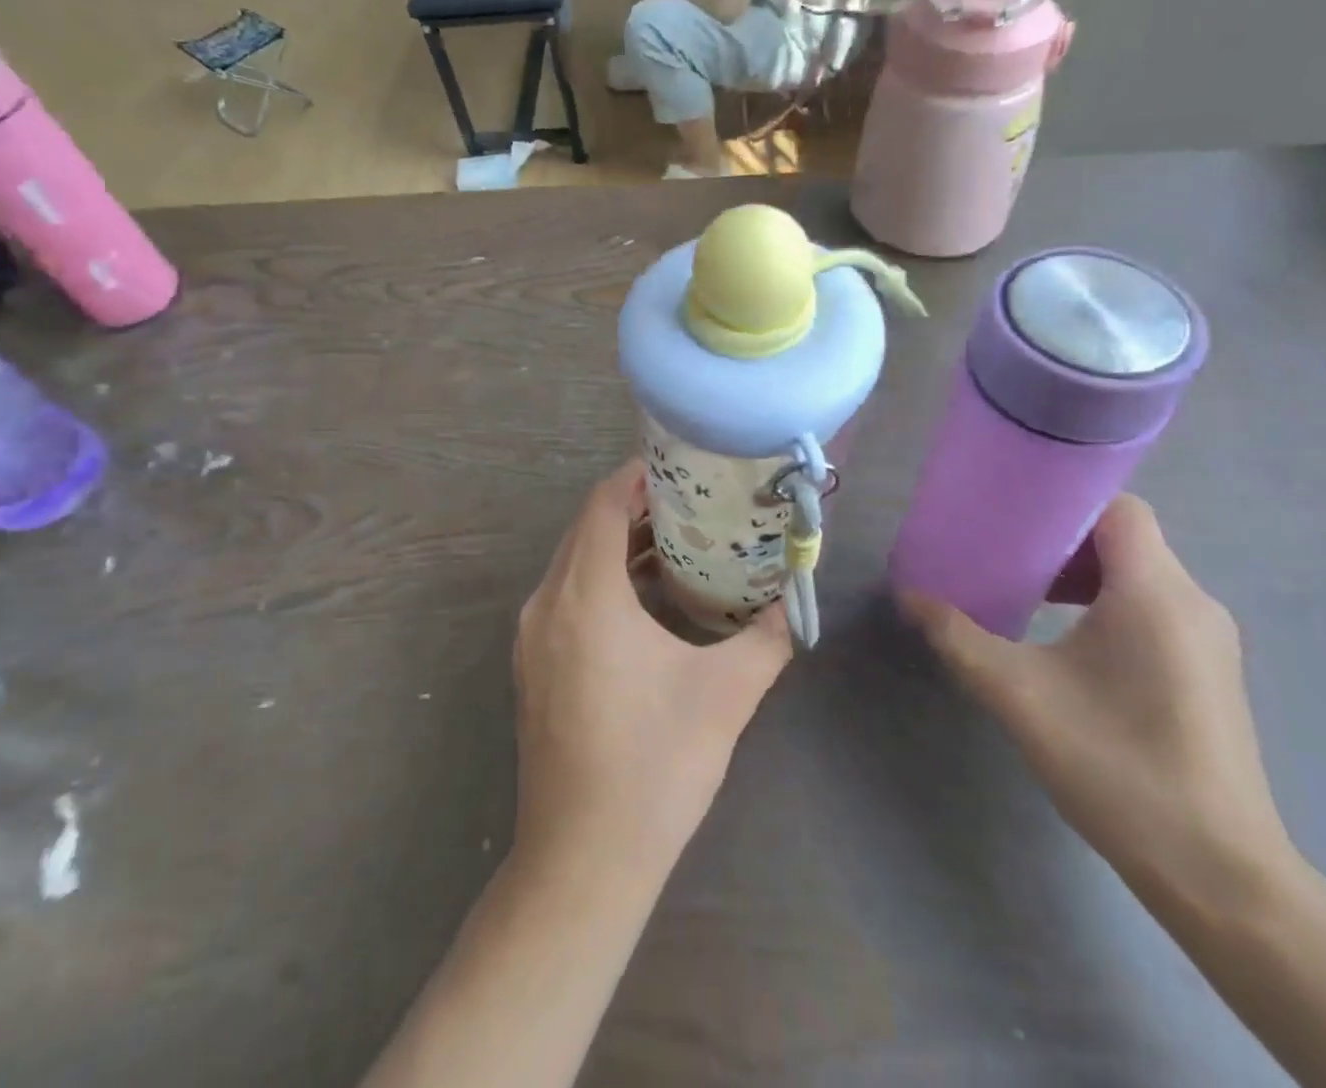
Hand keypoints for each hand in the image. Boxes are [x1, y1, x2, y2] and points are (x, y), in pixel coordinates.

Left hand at [513, 461, 793, 881]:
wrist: (583, 859)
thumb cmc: (655, 766)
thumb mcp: (725, 695)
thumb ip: (766, 639)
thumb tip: (794, 606)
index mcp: (585, 596)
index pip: (603, 505)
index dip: (637, 476)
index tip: (679, 465)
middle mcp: (547, 604)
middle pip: (586, 528)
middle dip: (634, 506)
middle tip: (692, 500)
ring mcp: (532, 636)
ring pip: (574, 563)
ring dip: (618, 545)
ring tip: (678, 541)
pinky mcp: (532, 665)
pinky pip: (565, 595)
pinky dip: (602, 579)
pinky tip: (646, 598)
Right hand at [901, 496, 1294, 909]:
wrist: (1217, 875)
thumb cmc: (1116, 765)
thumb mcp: (1019, 694)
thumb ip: (958, 636)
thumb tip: (909, 596)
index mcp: (1156, 593)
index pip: (1118, 508)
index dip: (1064, 499)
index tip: (1008, 512)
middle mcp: (1193, 603)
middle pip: (1124, 538)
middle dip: (1060, 540)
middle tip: (1002, 555)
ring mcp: (1208, 641)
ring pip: (1138, 575)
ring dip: (1080, 574)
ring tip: (1025, 595)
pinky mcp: (1208, 673)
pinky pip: (1152, 609)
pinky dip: (1105, 604)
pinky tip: (1065, 641)